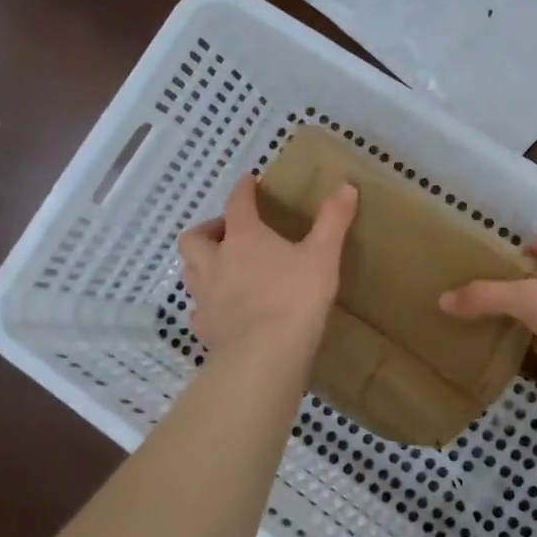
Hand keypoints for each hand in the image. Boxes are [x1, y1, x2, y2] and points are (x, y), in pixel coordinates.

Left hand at [179, 175, 357, 365]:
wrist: (265, 354)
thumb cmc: (295, 298)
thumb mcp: (323, 256)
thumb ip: (333, 221)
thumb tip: (346, 186)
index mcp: (244, 238)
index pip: (237, 203)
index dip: (243, 190)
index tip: (248, 181)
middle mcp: (216, 261)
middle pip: (195, 237)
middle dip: (208, 229)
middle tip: (227, 233)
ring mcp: (205, 296)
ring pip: (190, 271)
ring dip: (202, 264)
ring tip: (222, 269)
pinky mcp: (205, 327)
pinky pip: (199, 309)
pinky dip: (208, 304)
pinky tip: (223, 311)